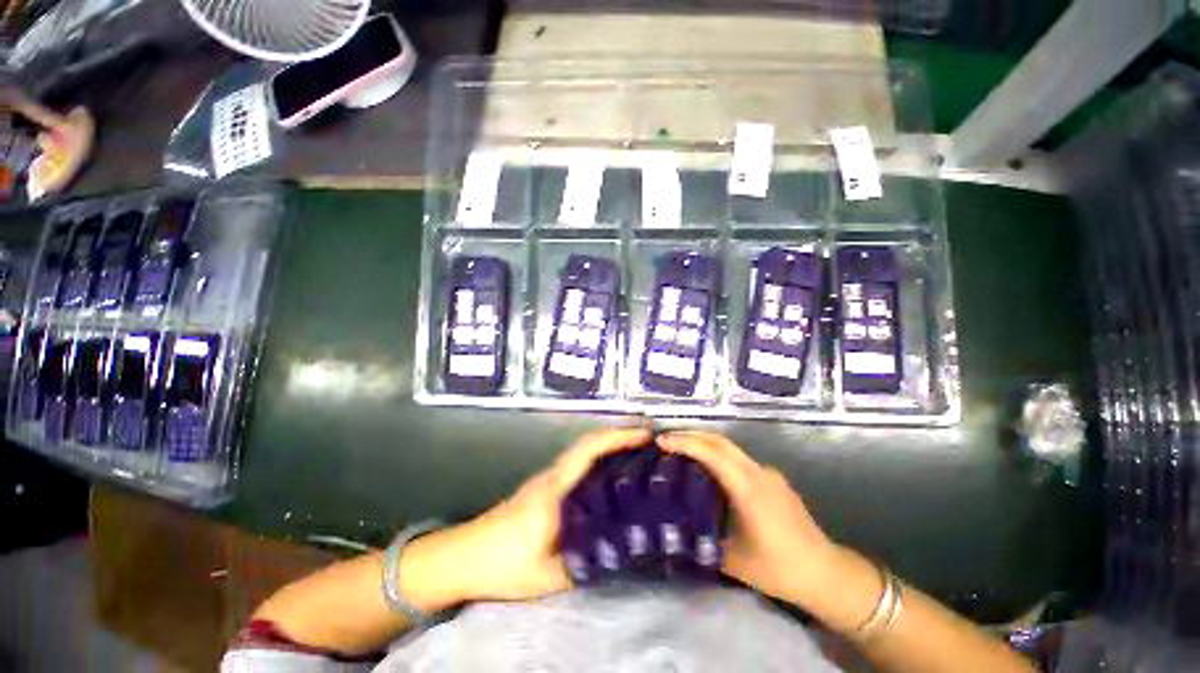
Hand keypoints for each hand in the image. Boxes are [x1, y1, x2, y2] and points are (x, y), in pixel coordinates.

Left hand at [403, 427, 651, 608]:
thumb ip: (585, 561)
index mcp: (554, 490)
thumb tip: (622, 549)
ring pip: (583, 451)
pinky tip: (611, 476)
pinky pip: (577, 463)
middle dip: (619, 436)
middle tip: (650, 443)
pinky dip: (598, 459)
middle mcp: (552, 475)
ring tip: (639, 455)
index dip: (618, 438)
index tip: (645, 435)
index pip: (588, 451)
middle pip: (588, 443)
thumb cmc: (500, 565)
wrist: (461, 557)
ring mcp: (547, 478)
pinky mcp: (544, 486)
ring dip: (610, 445)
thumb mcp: (546, 574)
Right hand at [657, 431, 849, 610]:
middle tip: (666, 440)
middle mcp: (758, 472)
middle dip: (691, 435)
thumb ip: (703, 538)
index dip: (684, 443)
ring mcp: (768, 474)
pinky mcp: (773, 480)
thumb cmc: (780, 569)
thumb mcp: (733, 560)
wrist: (827, 573)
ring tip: (681, 451)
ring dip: (704, 444)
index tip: (661, 441)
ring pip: (730, 448)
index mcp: (748, 487)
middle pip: (720, 441)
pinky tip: (709, 472)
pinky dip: (719, 456)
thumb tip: (677, 525)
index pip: (711, 453)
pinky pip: (739, 460)